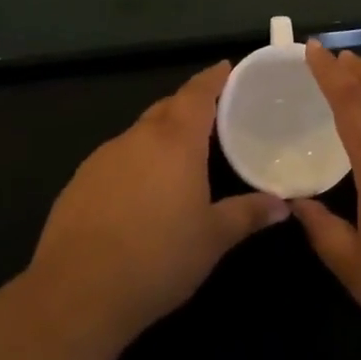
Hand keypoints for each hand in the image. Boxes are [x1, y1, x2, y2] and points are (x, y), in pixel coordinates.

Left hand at [31, 62, 288, 345]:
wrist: (78, 291)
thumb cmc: (158, 258)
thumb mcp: (213, 239)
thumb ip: (248, 214)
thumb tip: (282, 205)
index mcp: (175, 141)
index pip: (197, 94)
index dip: (213, 78)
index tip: (226, 67)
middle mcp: (138, 138)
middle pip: (167, 108)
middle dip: (189, 106)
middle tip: (213, 116)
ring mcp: (103, 157)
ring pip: (139, 134)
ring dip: (160, 137)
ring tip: (179, 158)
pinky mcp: (79, 181)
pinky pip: (116, 159)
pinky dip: (135, 163)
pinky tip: (140, 194)